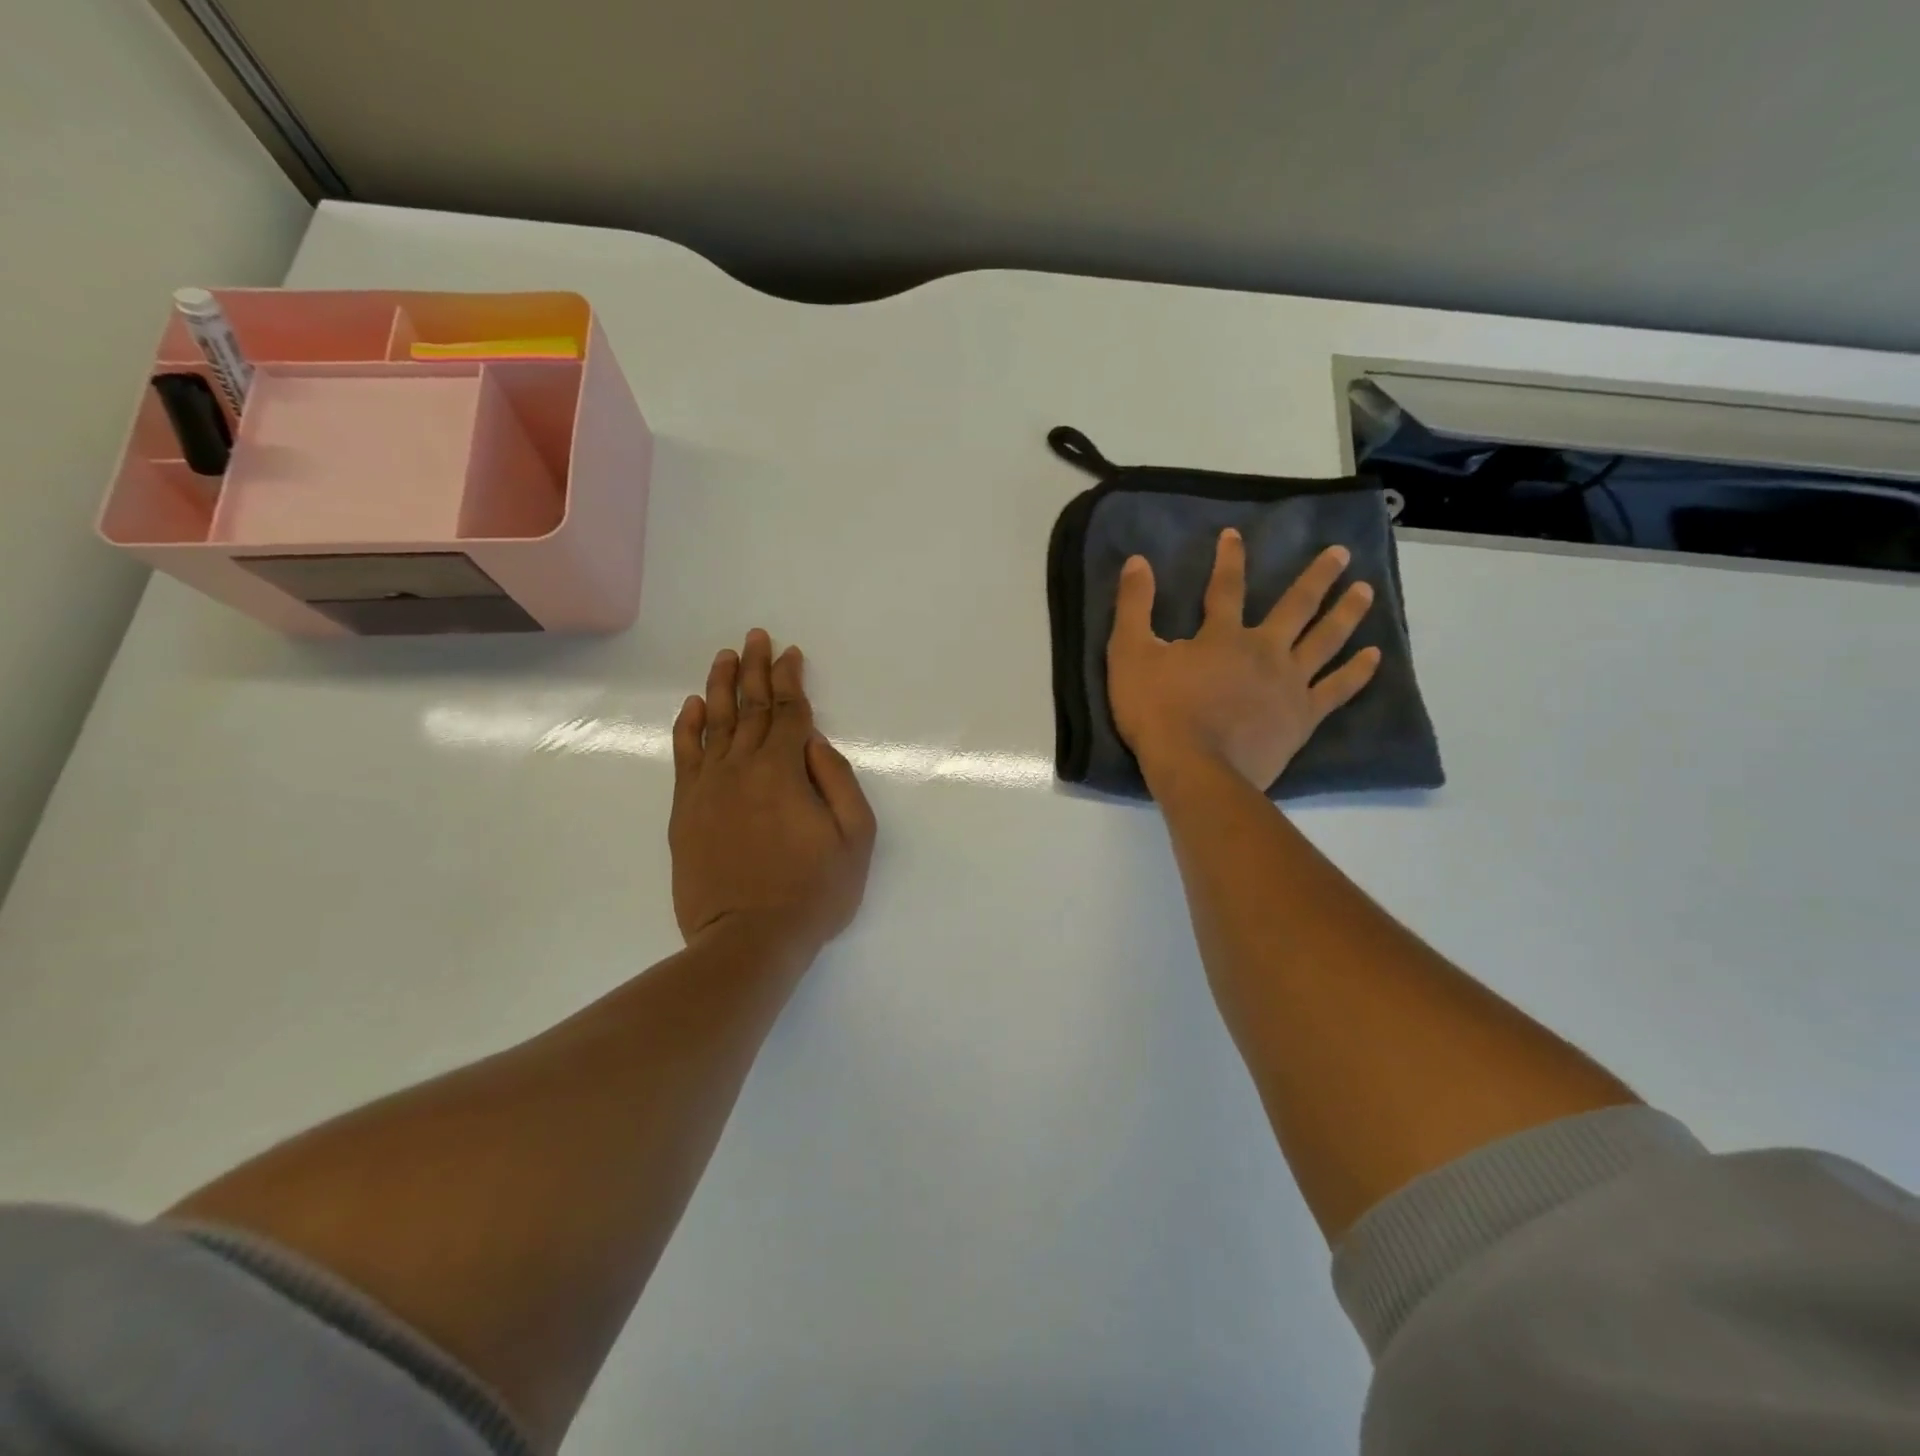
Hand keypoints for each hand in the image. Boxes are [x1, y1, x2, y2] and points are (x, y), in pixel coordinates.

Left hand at [670, 629, 876, 948]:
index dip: (790, 680)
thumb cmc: (813, 892)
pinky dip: (687, 727)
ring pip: (713, 723)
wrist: (748, 940)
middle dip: (756, 669)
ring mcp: (708, 789)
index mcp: (784, 771)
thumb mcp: (854, 839)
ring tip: (726, 657)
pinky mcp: (685, 811)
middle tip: (757, 637)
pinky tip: (693, 706)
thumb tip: (814, 741)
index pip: (787, 712)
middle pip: (749, 708)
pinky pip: (684, 756)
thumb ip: (838, 781)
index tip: (791, 654)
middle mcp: (741, 768)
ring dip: (721, 686)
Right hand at [1107, 531, 1380, 790]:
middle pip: (1296, 606)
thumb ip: (1133, 606)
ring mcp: (1289, 684)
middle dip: (1317, 577)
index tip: (1235, 534)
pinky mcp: (1302, 717)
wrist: (1194, 768)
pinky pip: (1335, 690)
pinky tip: (1373, 656)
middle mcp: (1264, 650)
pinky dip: (1356, 672)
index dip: (1229, 559)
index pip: (1227, 587)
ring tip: (1365, 590)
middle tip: (1341, 553)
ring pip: (1325, 640)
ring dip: (1346, 613)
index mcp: (1222, 636)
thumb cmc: (1157, 712)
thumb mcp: (1129, 654)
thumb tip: (1137, 561)